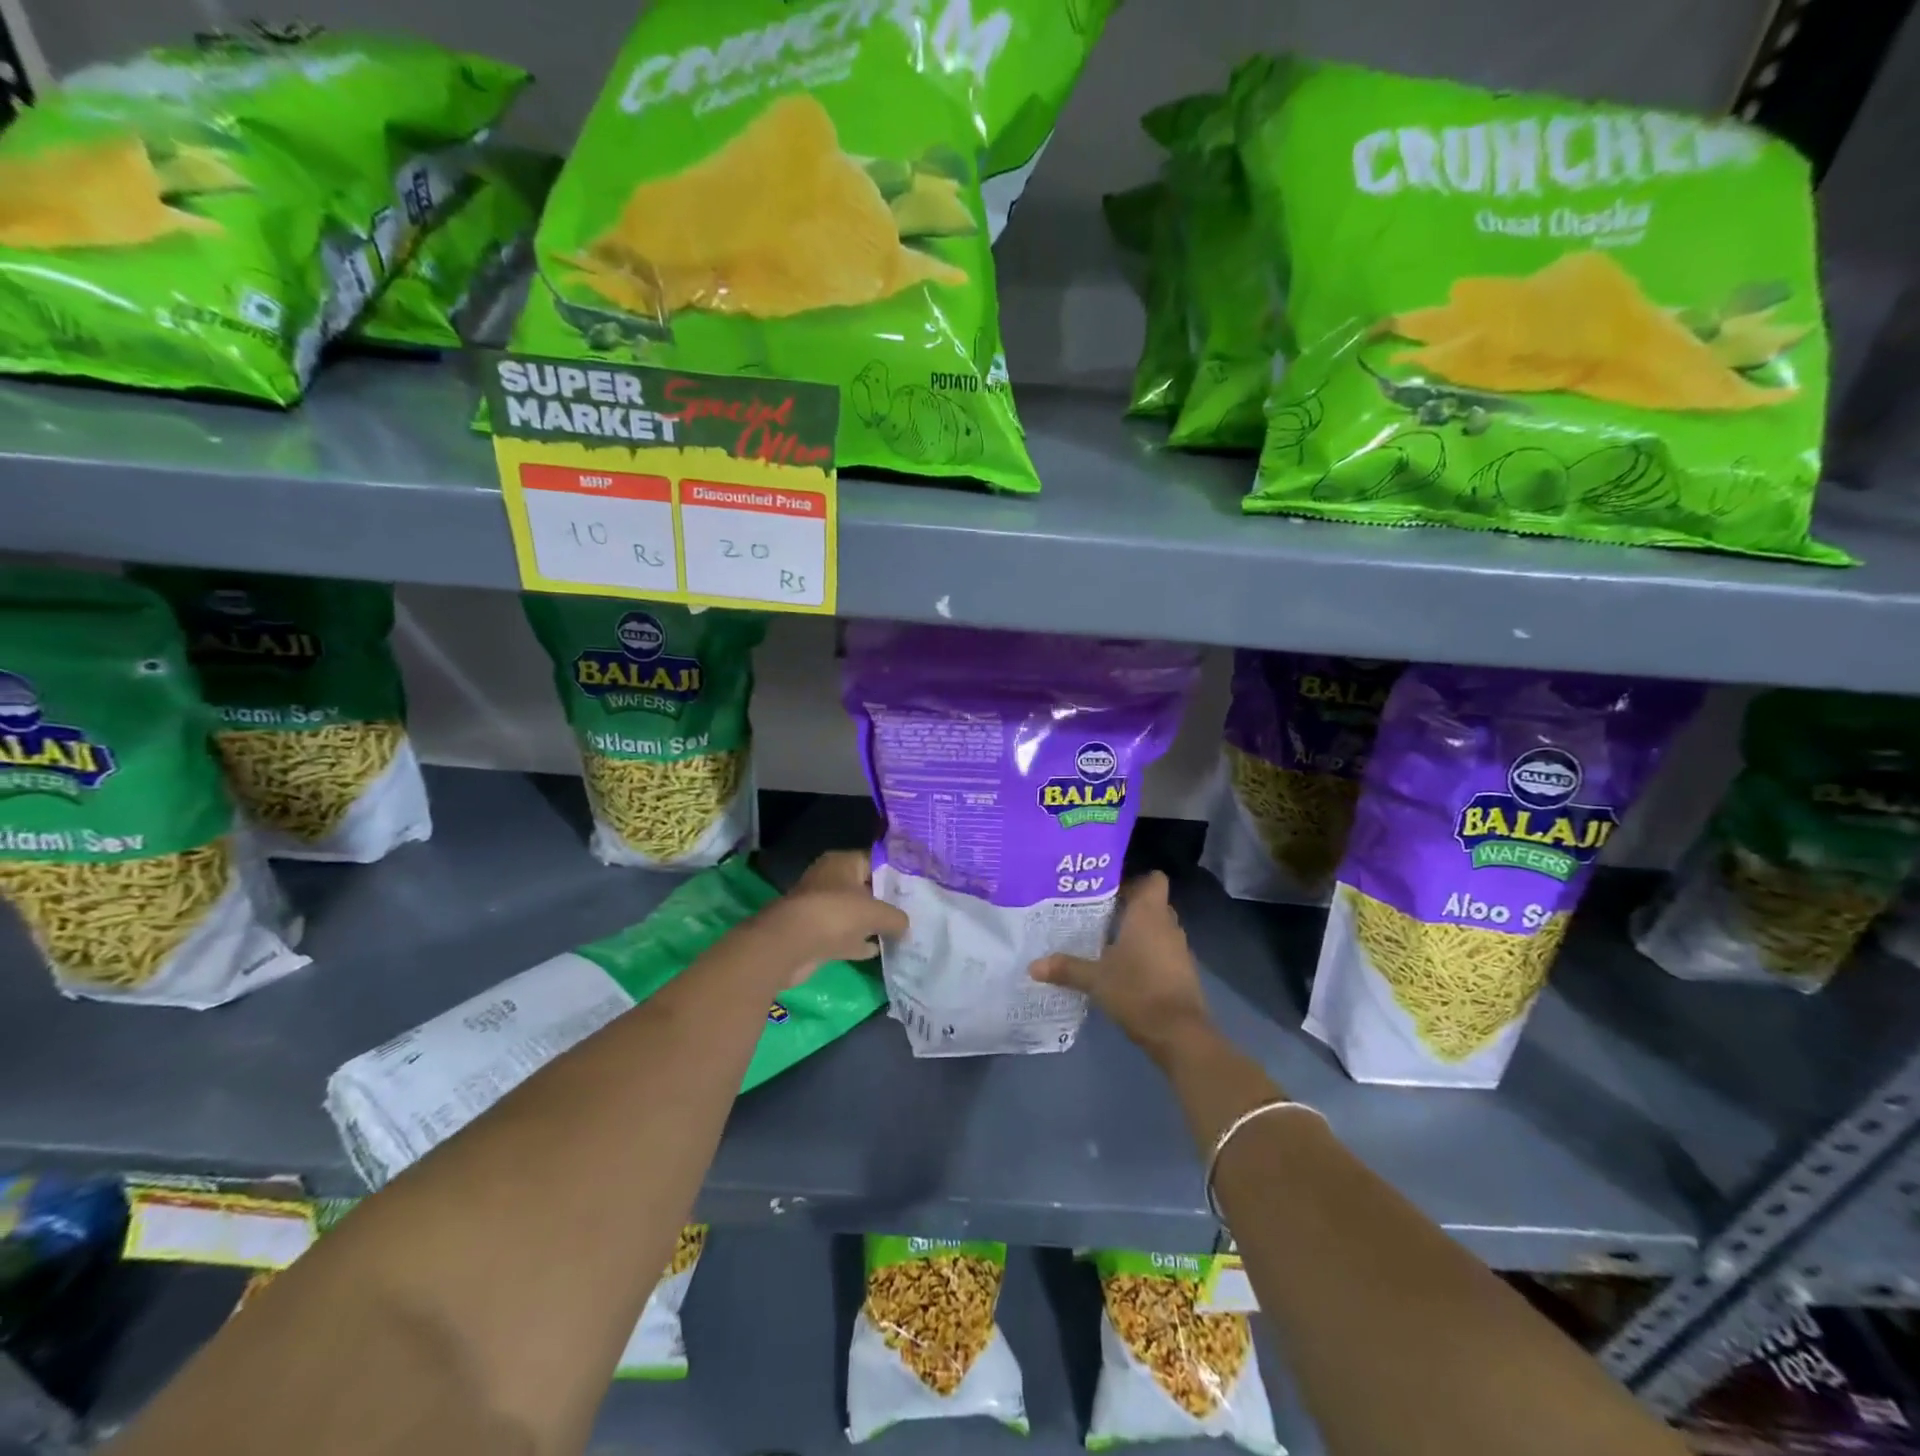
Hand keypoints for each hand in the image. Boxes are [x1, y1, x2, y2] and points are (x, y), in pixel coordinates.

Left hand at [760, 849, 907, 985]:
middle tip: (912, 911)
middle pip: (864, 888)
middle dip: (885, 900)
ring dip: (871, 924)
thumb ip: (896, 917)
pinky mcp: (815, 934)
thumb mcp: (877, 912)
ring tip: (899, 933)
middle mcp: (830, 880)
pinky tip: (877, 951)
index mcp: (842, 862)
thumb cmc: (836, 914)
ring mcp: (821, 908)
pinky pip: (843, 936)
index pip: (875, 861)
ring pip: (853, 913)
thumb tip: (906, 925)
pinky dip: (857, 942)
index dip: (896, 873)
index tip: (916, 887)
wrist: (791, 945)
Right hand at [1029, 872, 1213, 1065]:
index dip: (1133, 879)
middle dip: (1126, 905)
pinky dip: (1144, 953)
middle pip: (1151, 903)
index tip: (1107, 886)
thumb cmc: (1137, 991)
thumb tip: (1033, 966)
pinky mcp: (1181, 972)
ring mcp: (1178, 949)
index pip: (1152, 879)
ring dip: (1135, 931)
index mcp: (1149, 914)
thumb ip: (1066, 968)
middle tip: (1094, 911)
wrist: (1180, 1034)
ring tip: (1102, 938)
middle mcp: (1167, 925)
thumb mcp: (1095, 979)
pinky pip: (1161, 950)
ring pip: (1156, 928)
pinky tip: (1121, 966)